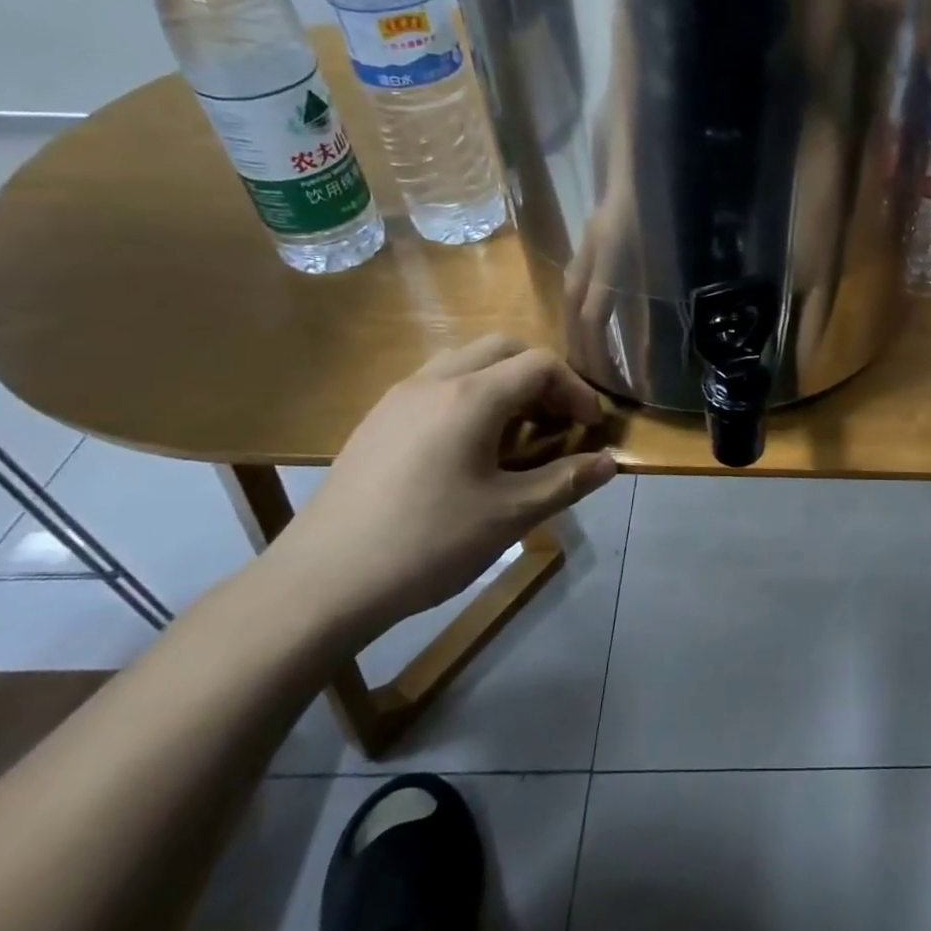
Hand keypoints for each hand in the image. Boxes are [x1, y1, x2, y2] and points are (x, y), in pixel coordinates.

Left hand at [267, 335, 616, 636]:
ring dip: (503, 383)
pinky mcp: (376, 421)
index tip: (590, 428)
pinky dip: (469, 397)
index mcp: (471, 397)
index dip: (576, 390)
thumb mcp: (510, 516)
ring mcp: (398, 398)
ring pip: (465, 362)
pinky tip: (469, 449)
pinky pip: (436, 385)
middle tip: (558, 420)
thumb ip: (566, 481)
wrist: (321, 582)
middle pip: (502, 349)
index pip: (540, 364)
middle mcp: (434, 381)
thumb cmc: (427, 543)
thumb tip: (608, 463)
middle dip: (541, 376)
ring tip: (517, 432)